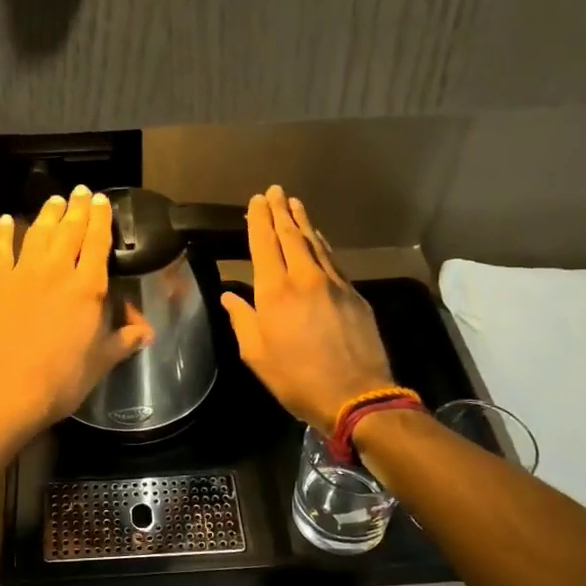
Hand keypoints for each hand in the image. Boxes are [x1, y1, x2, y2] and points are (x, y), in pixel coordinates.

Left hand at [0, 185, 154, 434]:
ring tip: (54, 200)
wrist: (11, 390)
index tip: (101, 201)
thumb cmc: (64, 378)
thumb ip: (125, 339)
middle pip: (69, 231)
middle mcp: (57, 271)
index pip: (98, 243)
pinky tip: (5, 221)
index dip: (101, 219)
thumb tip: (148, 332)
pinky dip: (3, 233)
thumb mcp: (103, 360)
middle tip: (80, 191)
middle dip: (77, 208)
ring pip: (37, 233)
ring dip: (47, 214)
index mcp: (88, 288)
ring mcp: (23, 274)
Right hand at [220, 186, 394, 436]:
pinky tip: (319, 238)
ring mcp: (333, 283)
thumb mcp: (256, 355)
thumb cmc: (296, 378)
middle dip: (281, 211)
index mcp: (274, 291)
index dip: (259, 220)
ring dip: (303, 222)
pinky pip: (333, 260)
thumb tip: (230, 298)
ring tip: (295, 203)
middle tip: (275, 191)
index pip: (264, 245)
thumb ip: (242, 320)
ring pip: (315, 243)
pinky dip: (322, 244)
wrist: (355, 395)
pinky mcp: (354, 295)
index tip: (256, 201)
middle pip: (290, 235)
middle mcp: (304, 278)